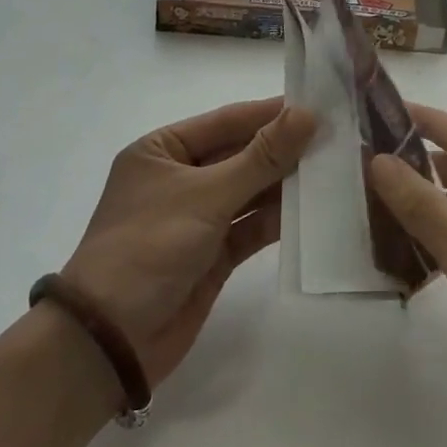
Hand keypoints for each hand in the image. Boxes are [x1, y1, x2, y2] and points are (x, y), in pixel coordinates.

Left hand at [64, 98, 316, 387]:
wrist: (109, 343)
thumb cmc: (148, 248)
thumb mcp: (206, 195)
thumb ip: (261, 157)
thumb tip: (307, 113)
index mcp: (164, 149)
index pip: (228, 120)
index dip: (273, 113)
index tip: (321, 103)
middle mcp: (180, 177)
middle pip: (242, 154)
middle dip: (285, 149)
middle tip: (338, 137)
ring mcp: (198, 217)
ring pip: (251, 190)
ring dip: (286, 183)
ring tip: (335, 169)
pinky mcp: (213, 254)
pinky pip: (252, 226)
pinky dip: (278, 219)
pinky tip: (314, 209)